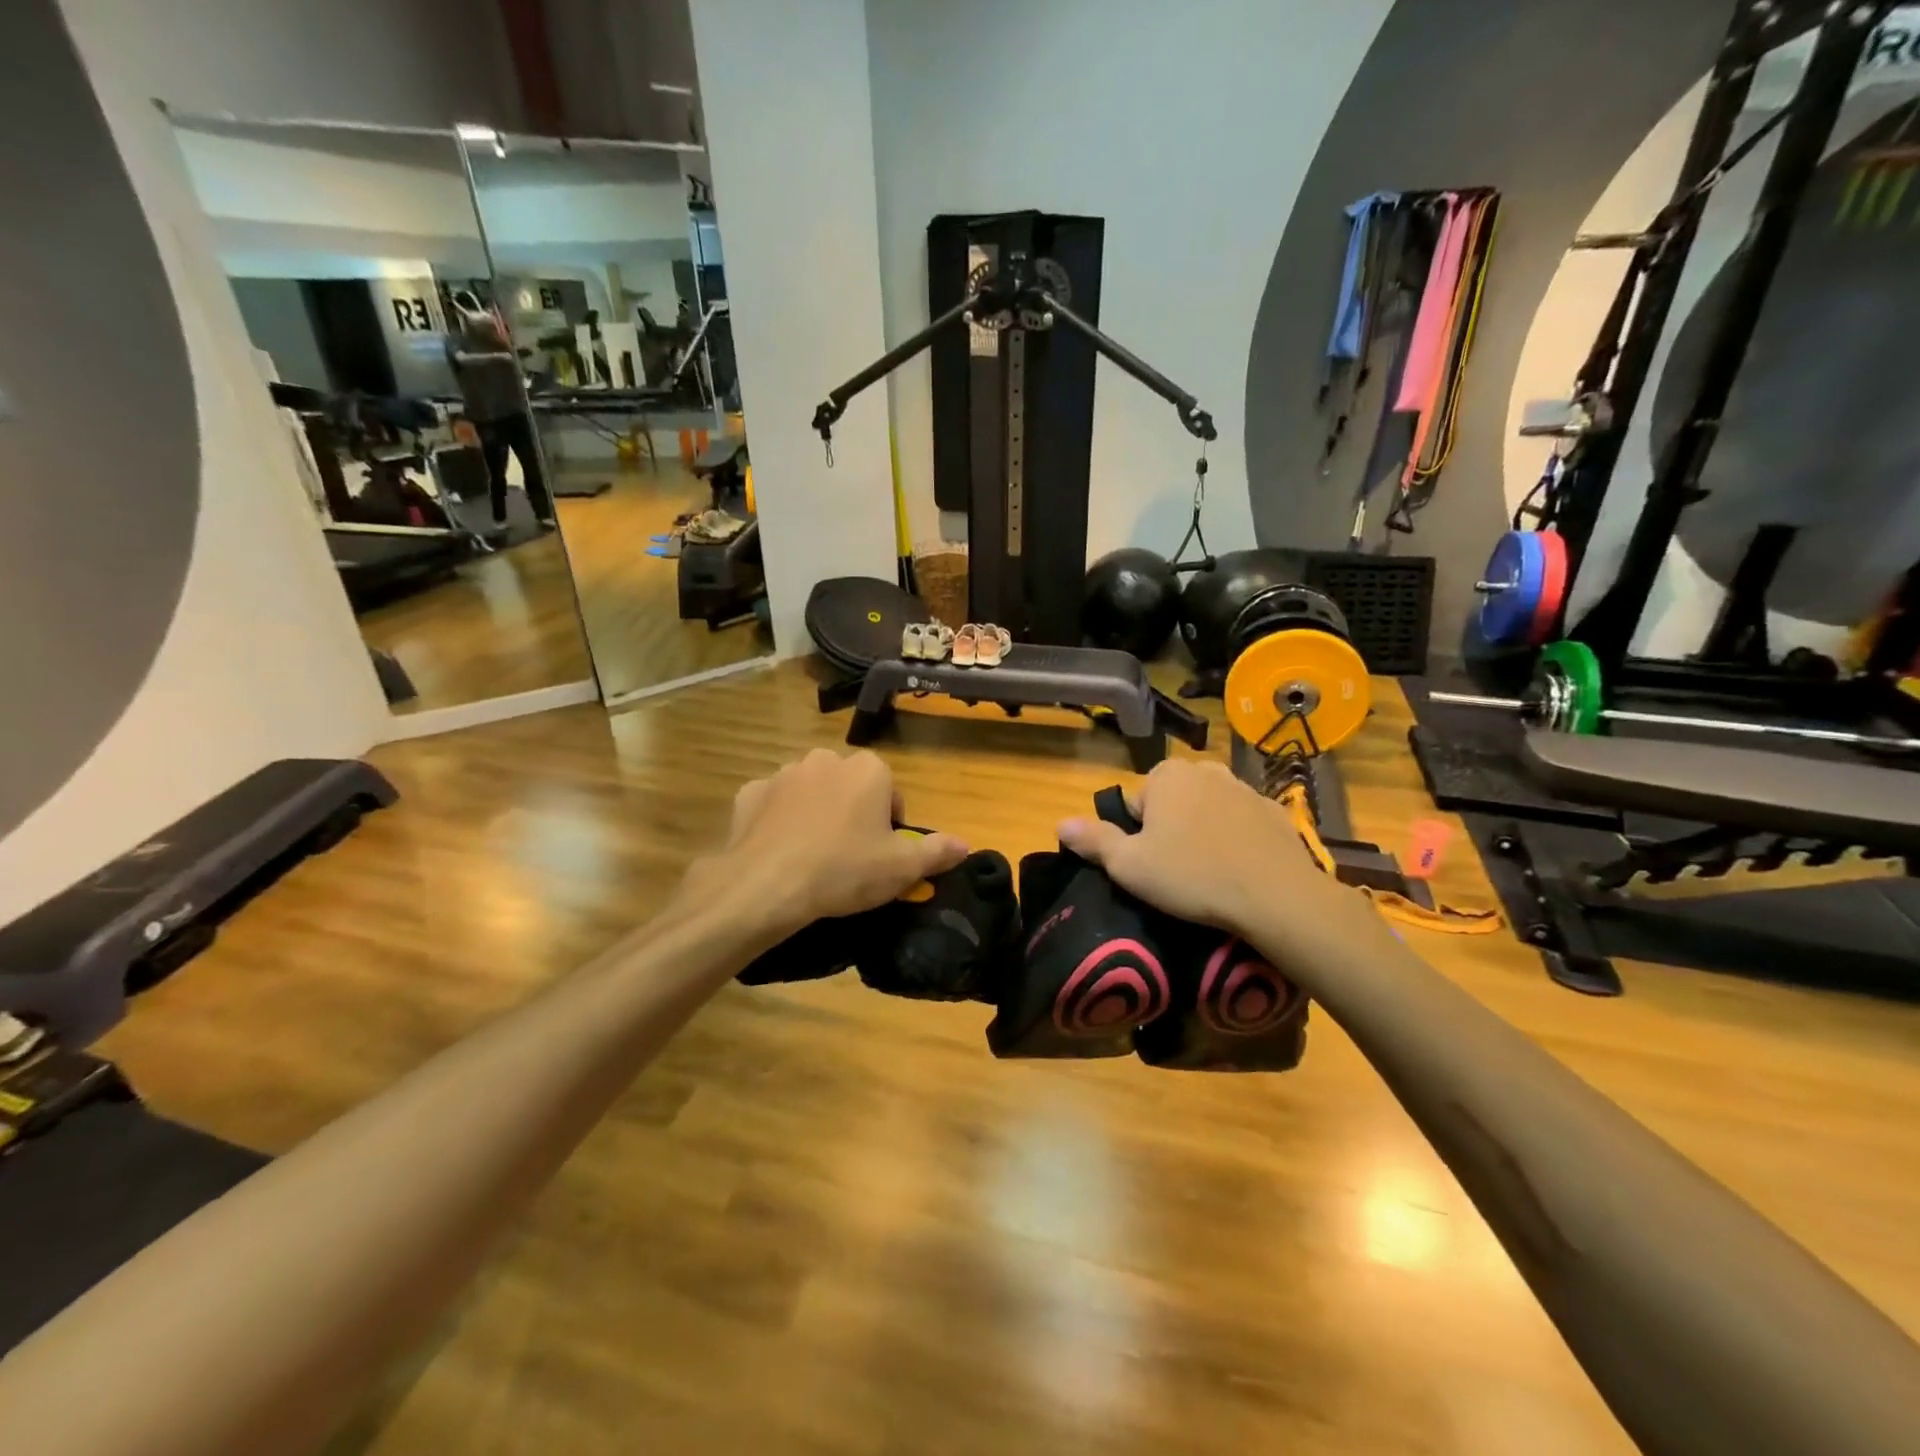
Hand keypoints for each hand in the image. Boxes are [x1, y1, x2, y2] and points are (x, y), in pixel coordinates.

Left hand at [696, 749, 968, 935]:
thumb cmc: (844, 870)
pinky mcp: (751, 792)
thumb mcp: (902, 868)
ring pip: (811, 792)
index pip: (890, 793)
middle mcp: (826, 759)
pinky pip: (773, 804)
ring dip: (816, 813)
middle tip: (849, 857)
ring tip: (813, 856)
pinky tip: (779, 851)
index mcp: (868, 769)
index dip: (889, 826)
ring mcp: (784, 773)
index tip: (881, 856)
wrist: (767, 885)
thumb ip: (937, 852)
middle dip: (852, 814)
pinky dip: (778, 821)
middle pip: (850, 787)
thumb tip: (965, 845)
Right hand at [1056, 759, 1376, 953]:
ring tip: (1208, 873)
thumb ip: (1094, 840)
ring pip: (1209, 810)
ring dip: (1204, 832)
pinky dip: (1237, 840)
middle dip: (1171, 828)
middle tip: (1176, 870)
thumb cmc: (1191, 875)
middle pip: (1172, 802)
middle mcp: (1205, 770)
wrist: (1276, 895)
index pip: (1135, 804)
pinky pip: (1242, 823)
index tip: (1150, 864)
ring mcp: (1245, 788)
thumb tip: (1061, 824)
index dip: (1137, 836)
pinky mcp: (1275, 812)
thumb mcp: (1129, 865)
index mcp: (1166, 776)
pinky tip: (1240, 870)